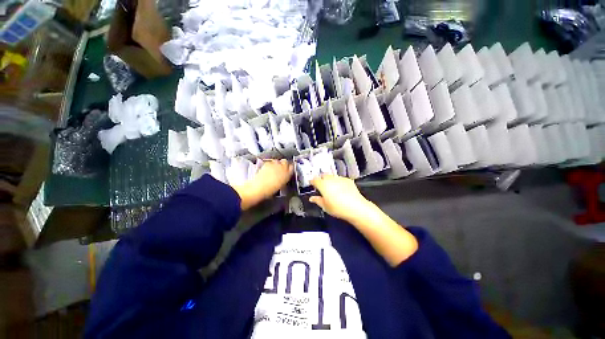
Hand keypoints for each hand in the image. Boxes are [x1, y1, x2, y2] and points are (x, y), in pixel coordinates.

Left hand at [232, 159, 292, 209]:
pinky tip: (267, 170)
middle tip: (281, 169)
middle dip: (283, 164)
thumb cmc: (269, 190)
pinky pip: (270, 162)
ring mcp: (274, 164)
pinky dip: (270, 164)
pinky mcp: (266, 163)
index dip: (290, 168)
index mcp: (287, 174)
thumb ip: (284, 179)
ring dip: (276, 164)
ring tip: (273, 170)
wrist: (259, 188)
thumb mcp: (281, 185)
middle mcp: (282, 167)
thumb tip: (284, 177)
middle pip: (285, 162)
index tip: (288, 170)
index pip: (292, 167)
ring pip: (277, 161)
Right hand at [311, 174, 417, 266]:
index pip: (315, 180)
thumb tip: (311, 198)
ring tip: (333, 189)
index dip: (313, 182)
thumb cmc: (338, 208)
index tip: (313, 185)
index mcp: (323, 185)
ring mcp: (340, 178)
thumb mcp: (325, 207)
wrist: (356, 207)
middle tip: (323, 188)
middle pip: (324, 176)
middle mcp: (331, 179)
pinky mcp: (348, 180)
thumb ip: (317, 200)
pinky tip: (342, 190)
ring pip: (332, 176)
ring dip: (330, 180)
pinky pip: (340, 179)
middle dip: (322, 180)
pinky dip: (339, 182)